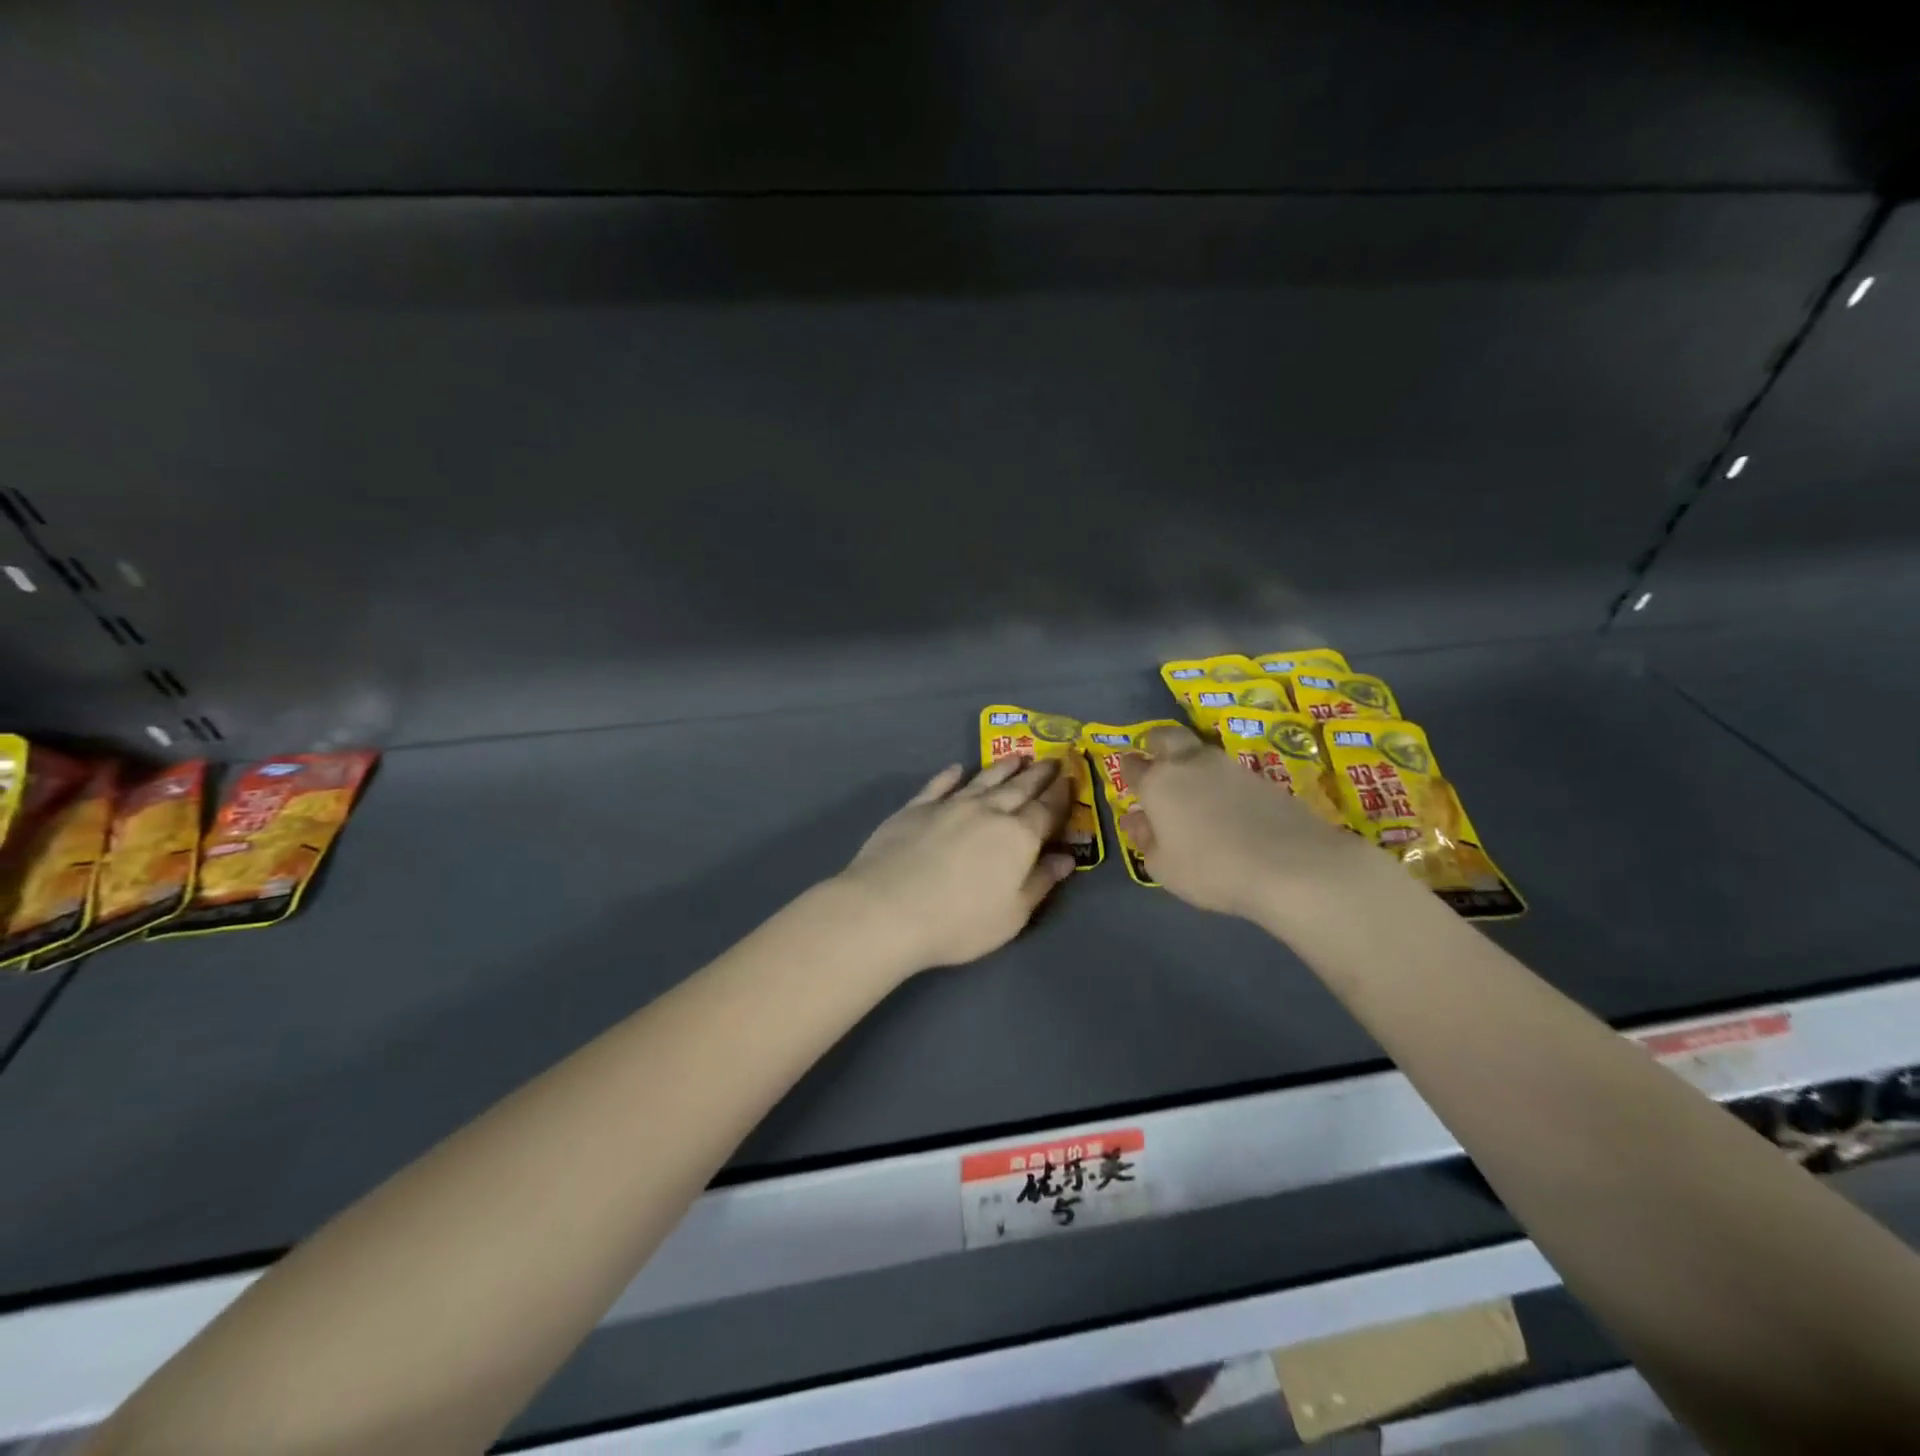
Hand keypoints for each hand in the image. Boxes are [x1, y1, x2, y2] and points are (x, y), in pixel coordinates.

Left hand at [834, 757, 1075, 973]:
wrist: (888, 909)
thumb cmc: (959, 922)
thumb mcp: (1012, 915)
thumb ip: (1040, 882)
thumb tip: (1066, 858)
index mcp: (1018, 837)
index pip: (1047, 810)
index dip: (1061, 795)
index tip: (1070, 778)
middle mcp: (988, 811)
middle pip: (1019, 788)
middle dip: (1038, 774)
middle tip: (1051, 759)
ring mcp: (950, 805)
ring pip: (983, 779)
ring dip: (1002, 767)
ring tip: (1016, 757)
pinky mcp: (916, 807)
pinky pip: (940, 784)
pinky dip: (951, 775)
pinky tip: (957, 769)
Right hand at [1121, 725, 1393, 923]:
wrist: (1291, 865)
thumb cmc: (1211, 869)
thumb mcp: (1164, 867)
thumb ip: (1146, 840)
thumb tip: (1137, 819)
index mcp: (1158, 783)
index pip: (1132, 765)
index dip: (1126, 768)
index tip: (1126, 772)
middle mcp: (1190, 764)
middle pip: (1167, 737)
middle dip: (1156, 742)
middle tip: (1154, 753)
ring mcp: (1229, 766)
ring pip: (1201, 750)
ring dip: (1190, 759)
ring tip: (1192, 782)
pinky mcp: (1262, 777)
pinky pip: (1229, 771)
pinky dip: (1220, 780)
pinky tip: (1225, 801)